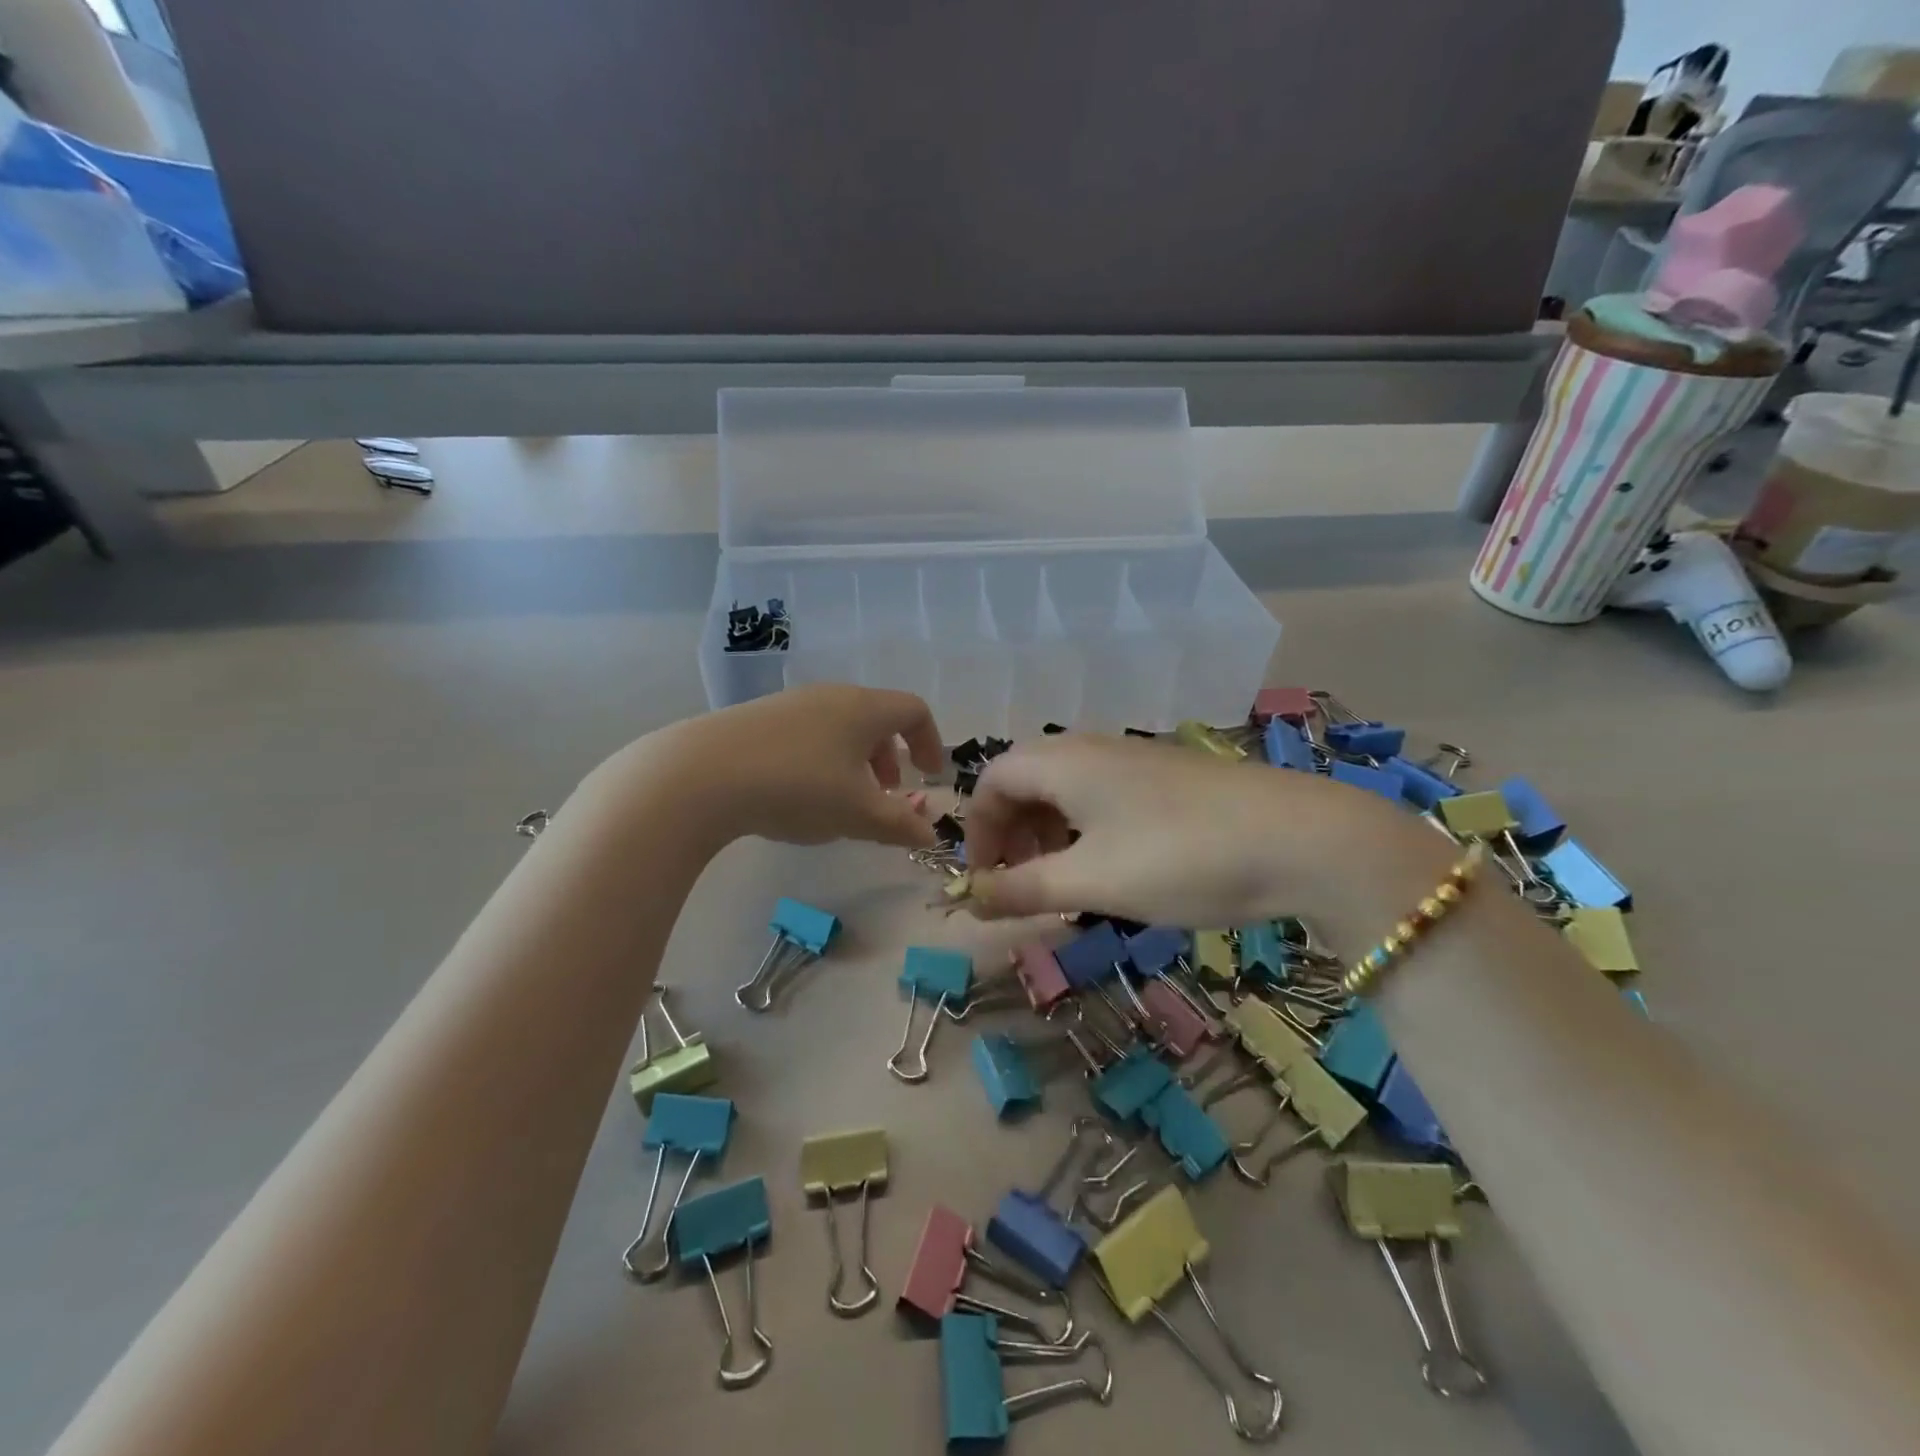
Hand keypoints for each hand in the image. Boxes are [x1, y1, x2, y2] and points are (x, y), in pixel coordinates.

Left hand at [641, 685, 945, 849]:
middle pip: (876, 717)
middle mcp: (831, 696)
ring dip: (855, 760)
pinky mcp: (757, 718)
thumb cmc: (797, 787)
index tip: (929, 776)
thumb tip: (930, 835)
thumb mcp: (857, 813)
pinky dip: (822, 759)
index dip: (930, 742)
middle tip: (886, 793)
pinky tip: (798, 794)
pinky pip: (808, 733)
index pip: (914, 710)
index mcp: (864, 708)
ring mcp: (790, 704)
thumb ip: (900, 824)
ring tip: (843, 800)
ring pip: (840, 726)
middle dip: (891, 756)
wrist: (701, 774)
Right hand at [962, 734, 1454, 939]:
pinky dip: (1087, 828)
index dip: (978, 830)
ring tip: (1064, 880)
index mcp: (1064, 762)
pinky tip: (1112, 866)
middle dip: (1012, 831)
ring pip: (1068, 788)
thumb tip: (969, 901)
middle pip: (1027, 779)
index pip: (993, 780)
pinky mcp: (1171, 778)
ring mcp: (1137, 760)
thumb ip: (1023, 890)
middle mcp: (1094, 749)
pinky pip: (1105, 794)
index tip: (987, 880)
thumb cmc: (1179, 857)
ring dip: (1049, 831)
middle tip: (1022, 882)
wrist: (1301, 839)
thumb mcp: (1091, 881)